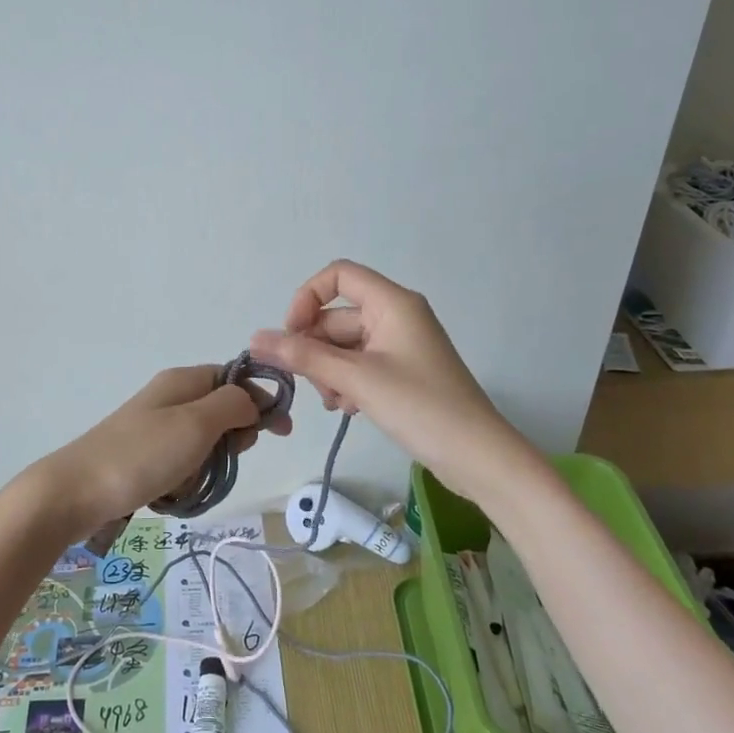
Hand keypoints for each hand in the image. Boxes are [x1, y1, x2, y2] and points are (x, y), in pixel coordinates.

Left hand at [22, 365, 290, 542]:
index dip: (262, 400)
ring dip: (207, 466)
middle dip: (231, 439)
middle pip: (223, 411)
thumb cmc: (140, 455)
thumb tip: (253, 400)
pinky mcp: (143, 457)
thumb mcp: (196, 423)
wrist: (74, 493)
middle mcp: (170, 398)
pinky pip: (182, 465)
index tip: (280, 432)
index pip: (237, 378)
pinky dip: (185, 480)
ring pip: (204, 444)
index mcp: (183, 380)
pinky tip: (172, 494)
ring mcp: (155, 428)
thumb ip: (233, 404)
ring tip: (188, 482)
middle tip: (221, 459)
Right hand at [249, 259, 517, 490]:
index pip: (338, 275)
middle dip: (315, 348)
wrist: (477, 457)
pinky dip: (346, 383)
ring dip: (329, 371)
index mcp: (392, 303)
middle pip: (336, 316)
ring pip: (344, 345)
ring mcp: (399, 345)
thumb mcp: (356, 379)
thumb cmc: (420, 407)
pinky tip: (348, 409)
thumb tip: (256, 338)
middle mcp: (395, 316)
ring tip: (335, 403)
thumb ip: (304, 356)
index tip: (290, 335)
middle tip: (307, 384)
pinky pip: (360, 365)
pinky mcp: (402, 372)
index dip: (307, 298)